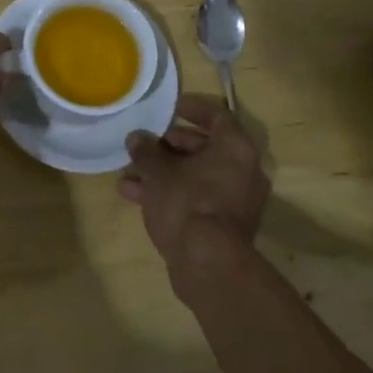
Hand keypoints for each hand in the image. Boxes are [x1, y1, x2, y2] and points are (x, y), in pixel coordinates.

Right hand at [121, 95, 270, 265]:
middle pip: (205, 148)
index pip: (218, 117)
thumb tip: (137, 138)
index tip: (172, 108)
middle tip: (144, 146)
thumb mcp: (157, 171)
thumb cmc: (186, 203)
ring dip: (163, 172)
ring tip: (129, 174)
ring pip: (197, 176)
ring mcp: (237, 201)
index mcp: (235, 149)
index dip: (194, 109)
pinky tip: (135, 197)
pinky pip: (197, 198)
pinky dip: (171, 193)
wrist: (207, 265)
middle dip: (169, 147)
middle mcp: (243, 171)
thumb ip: (146, 150)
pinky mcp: (225, 226)